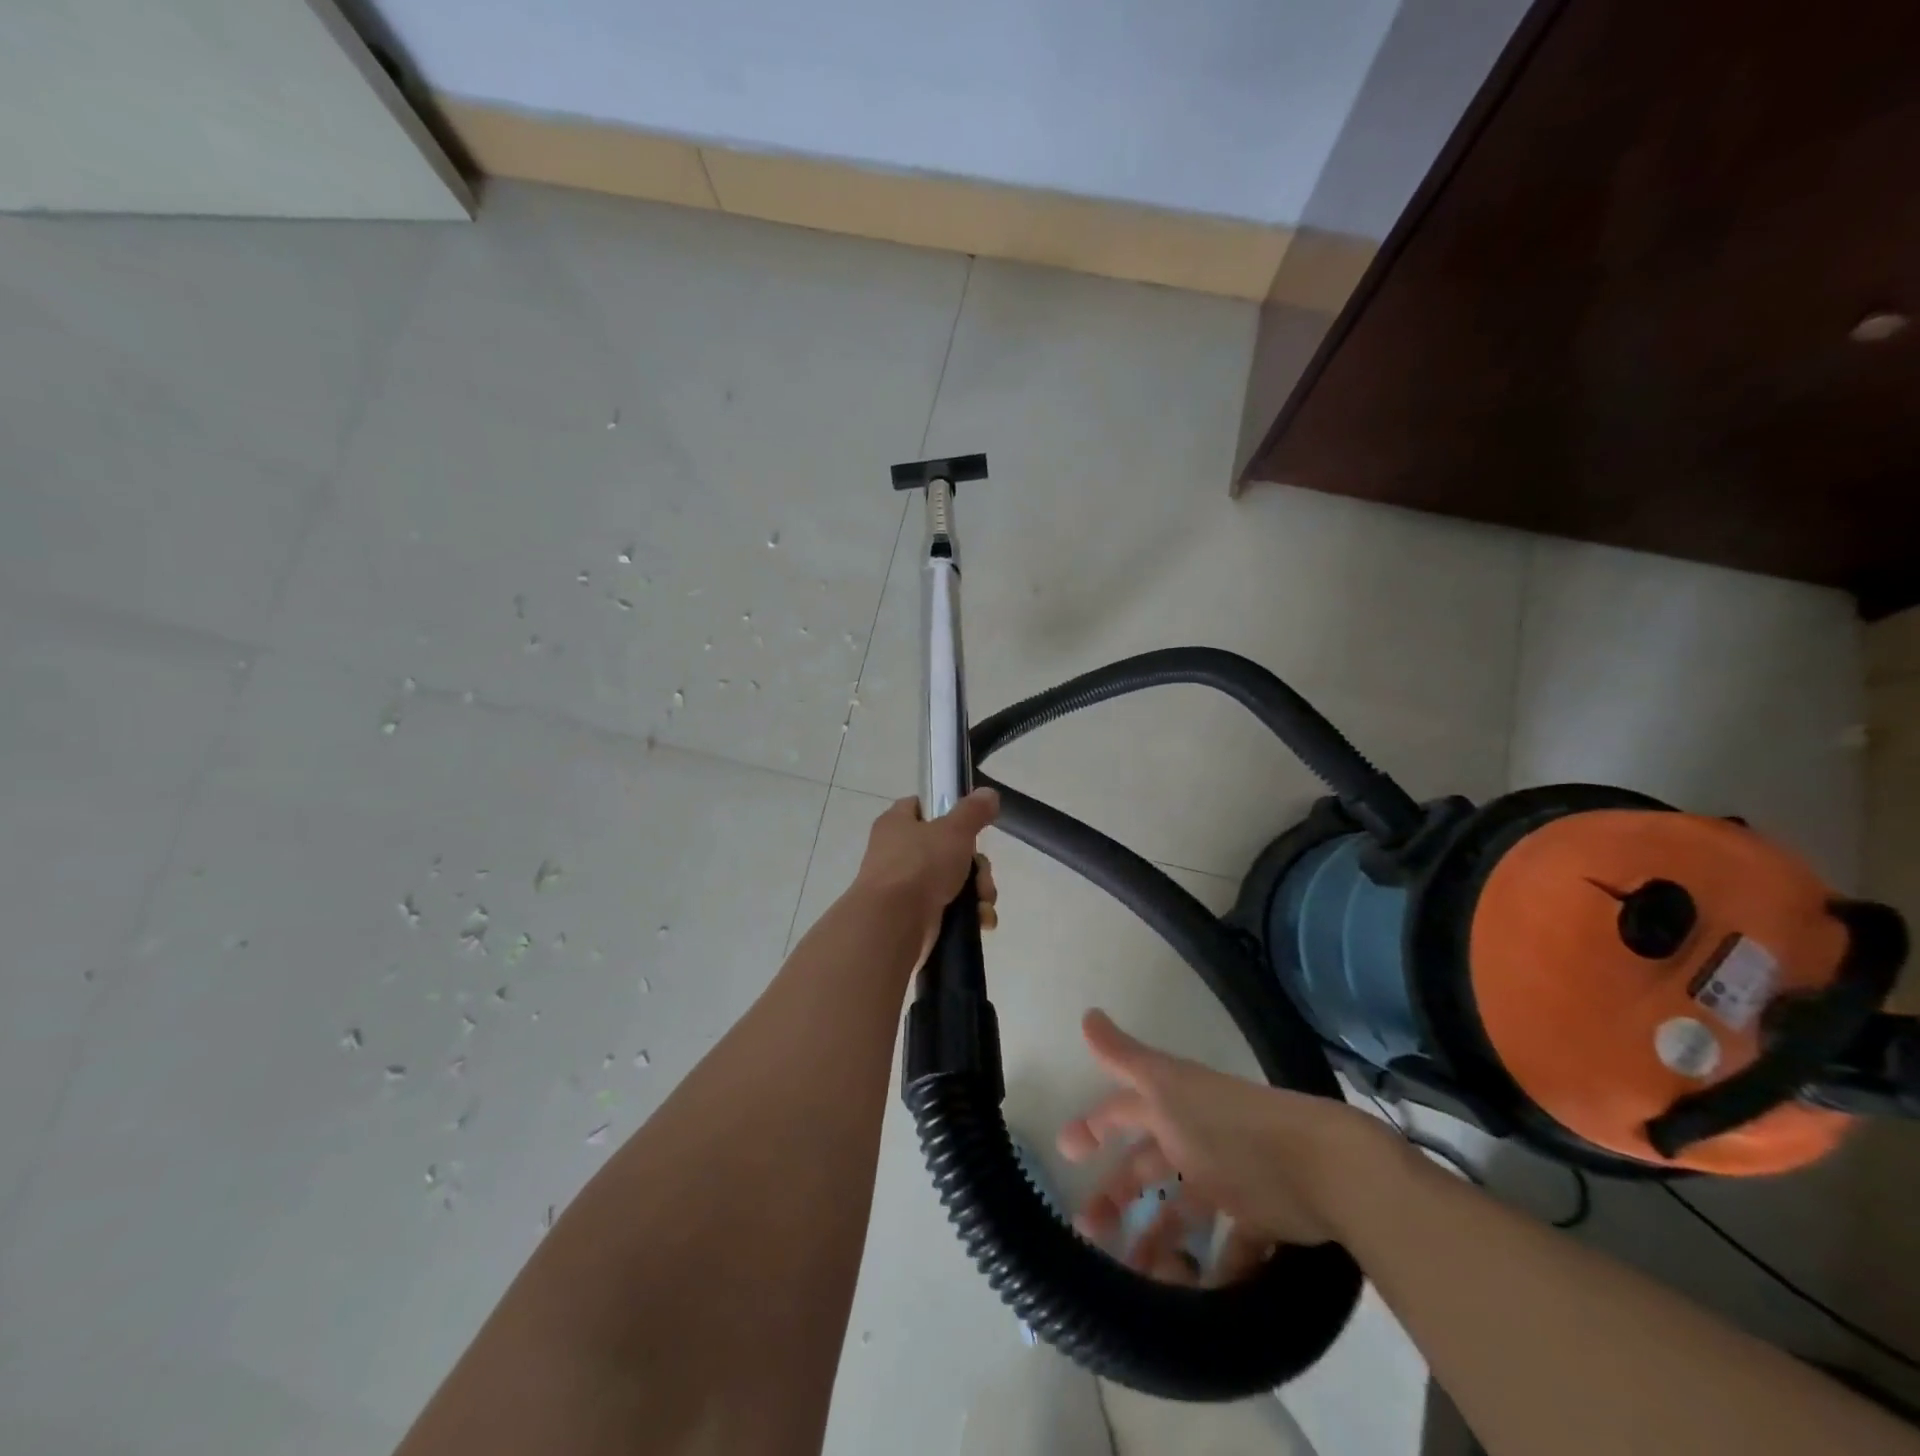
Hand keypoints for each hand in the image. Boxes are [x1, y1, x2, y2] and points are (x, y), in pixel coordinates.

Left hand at [851, 790, 999, 960]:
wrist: (894, 923)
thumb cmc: (920, 865)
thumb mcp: (954, 830)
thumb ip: (974, 811)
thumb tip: (989, 793)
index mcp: (897, 824)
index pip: (920, 806)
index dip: (945, 810)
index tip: (969, 823)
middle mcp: (897, 853)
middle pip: (947, 849)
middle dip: (975, 865)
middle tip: (982, 875)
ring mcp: (905, 887)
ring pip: (952, 881)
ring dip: (977, 892)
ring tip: (983, 904)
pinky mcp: (914, 917)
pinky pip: (949, 909)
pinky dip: (967, 915)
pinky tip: (980, 921)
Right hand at [1059, 1010, 1397, 1282]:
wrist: (1318, 1167)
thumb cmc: (1228, 1126)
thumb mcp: (1167, 1086)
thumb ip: (1124, 1057)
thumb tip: (1086, 1013)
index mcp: (1171, 1107)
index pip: (1122, 1112)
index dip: (1093, 1126)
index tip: (1065, 1152)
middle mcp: (1195, 1139)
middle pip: (1146, 1169)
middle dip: (1116, 1195)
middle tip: (1088, 1231)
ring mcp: (1227, 1180)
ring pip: (1182, 1212)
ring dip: (1158, 1241)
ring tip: (1135, 1277)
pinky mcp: (1259, 1219)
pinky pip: (1230, 1248)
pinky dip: (1215, 1270)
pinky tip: (1198, 1291)